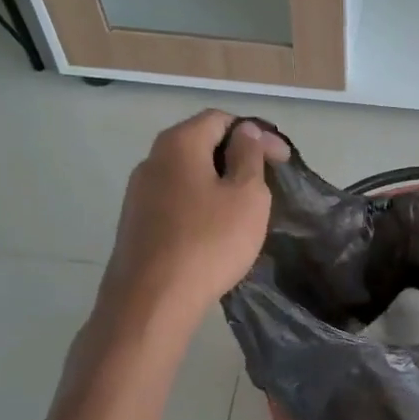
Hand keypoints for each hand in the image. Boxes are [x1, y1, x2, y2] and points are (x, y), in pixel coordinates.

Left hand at [100, 111, 289, 330]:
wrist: (151, 300)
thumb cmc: (209, 241)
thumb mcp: (247, 195)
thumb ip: (249, 156)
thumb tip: (245, 131)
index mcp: (179, 143)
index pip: (221, 119)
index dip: (256, 133)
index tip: (282, 160)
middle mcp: (152, 159)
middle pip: (201, 143)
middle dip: (237, 157)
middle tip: (267, 183)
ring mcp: (139, 193)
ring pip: (188, 174)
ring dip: (218, 182)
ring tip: (245, 208)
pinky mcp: (136, 223)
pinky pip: (176, 200)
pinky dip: (200, 204)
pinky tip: (216, 230)